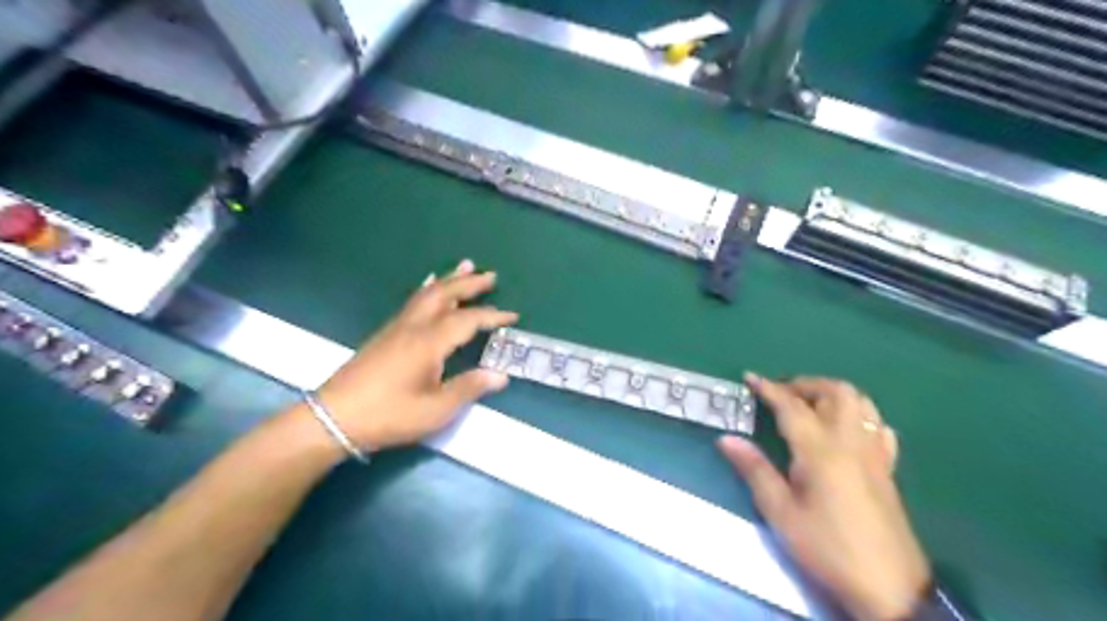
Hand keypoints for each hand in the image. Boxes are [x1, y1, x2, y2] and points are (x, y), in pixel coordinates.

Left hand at [312, 261, 519, 450]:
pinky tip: (428, 286)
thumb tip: (501, 375)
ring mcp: (397, 327)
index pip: (468, 320)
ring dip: (449, 280)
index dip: (492, 316)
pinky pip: (413, 301)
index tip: (513, 316)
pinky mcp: (386, 333)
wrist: (334, 418)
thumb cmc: (389, 415)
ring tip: (465, 266)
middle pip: (445, 294)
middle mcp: (414, 326)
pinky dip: (428, 289)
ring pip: (427, 293)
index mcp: (429, 342)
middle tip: (491, 275)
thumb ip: (468, 389)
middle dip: (470, 284)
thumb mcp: (435, 410)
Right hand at [723, 375, 925, 620]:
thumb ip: (755, 470)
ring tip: (809, 405)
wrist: (889, 588)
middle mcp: (850, 442)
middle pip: (836, 392)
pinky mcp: (888, 469)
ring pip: (861, 403)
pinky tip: (846, 429)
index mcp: (820, 450)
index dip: (769, 388)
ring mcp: (874, 454)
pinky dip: (859, 415)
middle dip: (806, 384)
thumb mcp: (781, 513)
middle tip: (782, 394)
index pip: (791, 406)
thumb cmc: (827, 548)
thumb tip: (726, 439)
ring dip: (833, 394)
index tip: (750, 377)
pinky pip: (878, 427)